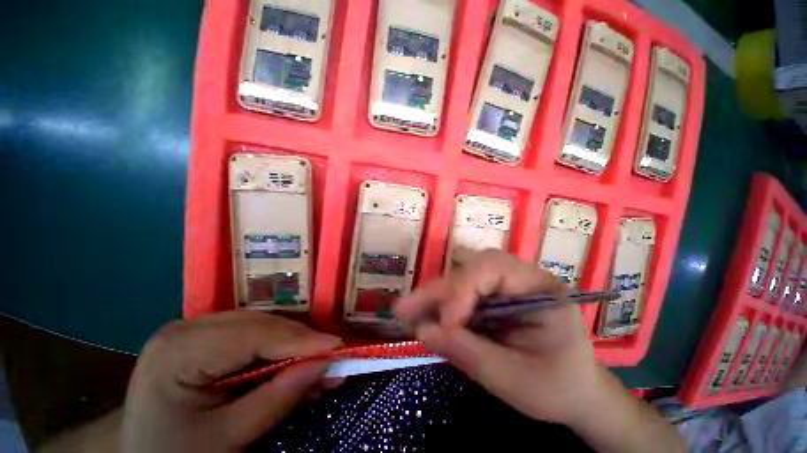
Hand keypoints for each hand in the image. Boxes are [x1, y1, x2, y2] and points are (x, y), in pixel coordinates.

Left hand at [121, 311, 340, 452]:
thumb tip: (324, 364)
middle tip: (333, 357)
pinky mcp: (207, 334)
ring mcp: (196, 327)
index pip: (252, 335)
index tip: (337, 346)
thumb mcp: (227, 438)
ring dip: (293, 344)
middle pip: (260, 325)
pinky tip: (295, 361)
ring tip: (319, 362)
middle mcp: (187, 327)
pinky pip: (253, 334)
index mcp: (178, 351)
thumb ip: (277, 399)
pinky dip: (279, 348)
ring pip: (262, 326)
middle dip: (301, 342)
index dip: (300, 339)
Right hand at [395, 248, 602, 425]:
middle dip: (439, 292)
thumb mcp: (517, 381)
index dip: (463, 289)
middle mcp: (517, 277)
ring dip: (434, 296)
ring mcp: (502, 286)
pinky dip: (439, 306)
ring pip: (459, 278)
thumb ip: (469, 354)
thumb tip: (422, 332)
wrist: (574, 393)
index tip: (445, 323)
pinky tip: (421, 317)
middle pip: (470, 269)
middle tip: (405, 310)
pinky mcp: (489, 298)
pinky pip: (458, 294)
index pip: (493, 268)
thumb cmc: (557, 387)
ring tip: (406, 312)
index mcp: (539, 287)